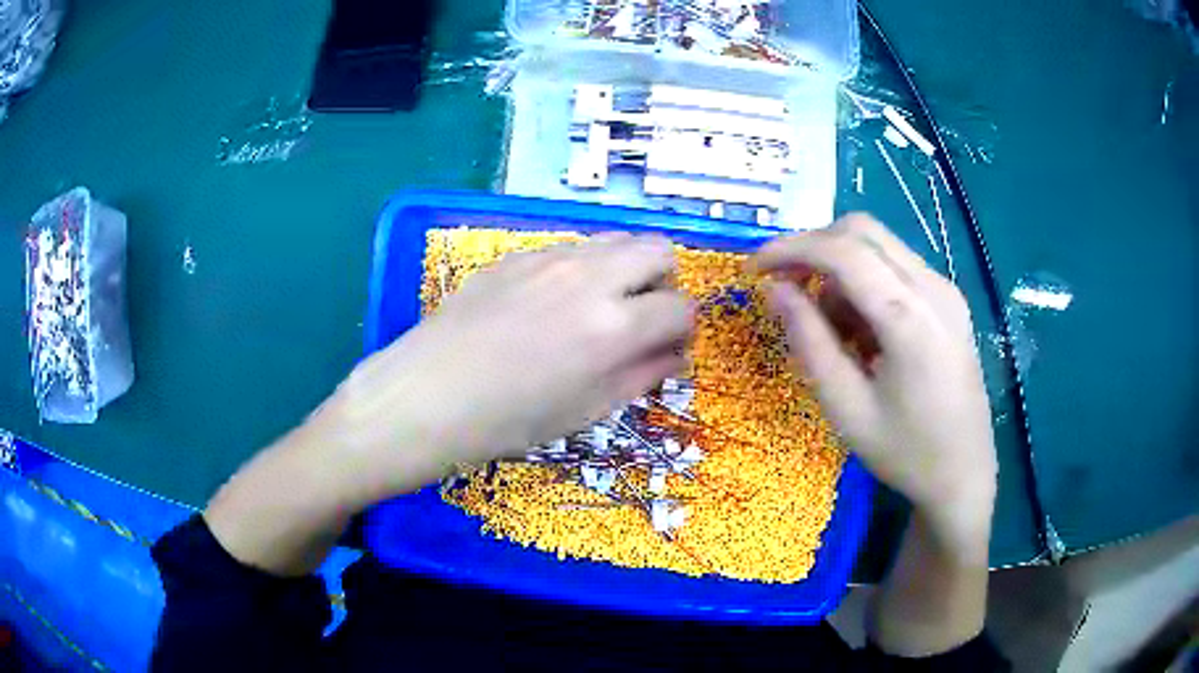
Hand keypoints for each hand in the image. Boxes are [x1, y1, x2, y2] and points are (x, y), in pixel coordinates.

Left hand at [326, 233, 692, 489]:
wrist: (427, 396)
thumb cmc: (508, 421)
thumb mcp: (587, 410)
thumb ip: (641, 375)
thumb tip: (675, 354)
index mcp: (613, 326)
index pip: (680, 308)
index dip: (683, 330)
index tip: (669, 347)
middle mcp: (589, 277)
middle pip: (658, 250)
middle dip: (664, 282)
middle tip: (641, 317)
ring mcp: (549, 258)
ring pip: (615, 240)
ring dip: (625, 269)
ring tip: (599, 307)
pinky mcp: (517, 255)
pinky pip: (570, 248)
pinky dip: (582, 269)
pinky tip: (551, 305)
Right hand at [753, 214, 996, 519]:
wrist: (965, 474)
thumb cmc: (905, 452)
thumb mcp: (847, 408)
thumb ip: (810, 342)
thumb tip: (775, 290)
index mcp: (909, 317)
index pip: (841, 250)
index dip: (790, 249)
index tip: (753, 270)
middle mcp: (932, 287)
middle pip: (861, 231)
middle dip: (814, 248)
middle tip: (785, 287)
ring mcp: (946, 290)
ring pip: (879, 246)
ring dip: (841, 268)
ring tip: (831, 329)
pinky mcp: (949, 301)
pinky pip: (897, 268)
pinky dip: (866, 283)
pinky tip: (862, 331)